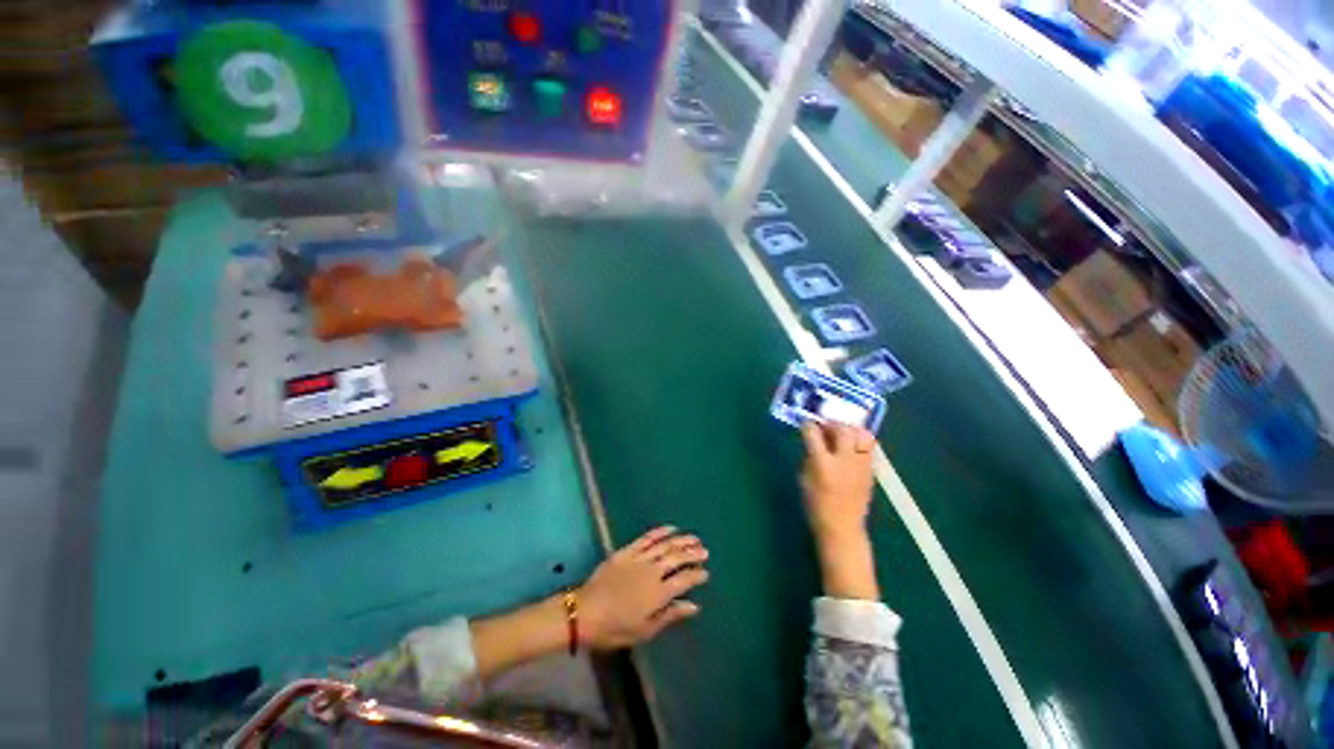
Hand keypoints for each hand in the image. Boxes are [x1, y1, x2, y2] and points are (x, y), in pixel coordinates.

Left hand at [579, 526, 709, 649]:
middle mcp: (652, 572)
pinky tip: (670, 528)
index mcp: (658, 593)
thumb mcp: (644, 630)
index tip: (706, 572)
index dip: (696, 575)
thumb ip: (670, 615)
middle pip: (677, 558)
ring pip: (665, 545)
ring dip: (681, 540)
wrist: (584, 612)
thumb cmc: (614, 628)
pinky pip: (647, 538)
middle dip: (693, 554)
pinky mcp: (627, 551)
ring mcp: (639, 558)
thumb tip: (694, 605)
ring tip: (694, 538)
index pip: (684, 579)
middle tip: (705, 551)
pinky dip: (660, 532)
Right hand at [800, 423, 876, 542]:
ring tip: (840, 432)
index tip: (805, 425)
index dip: (807, 426)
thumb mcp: (803, 479)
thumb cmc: (816, 505)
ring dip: (849, 429)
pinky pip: (868, 447)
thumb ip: (809, 456)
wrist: (842, 528)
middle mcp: (844, 460)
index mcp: (823, 464)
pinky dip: (859, 440)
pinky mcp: (871, 470)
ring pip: (861, 435)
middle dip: (831, 423)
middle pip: (842, 429)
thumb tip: (812, 441)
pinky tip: (850, 446)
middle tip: (824, 426)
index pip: (813, 434)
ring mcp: (861, 465)